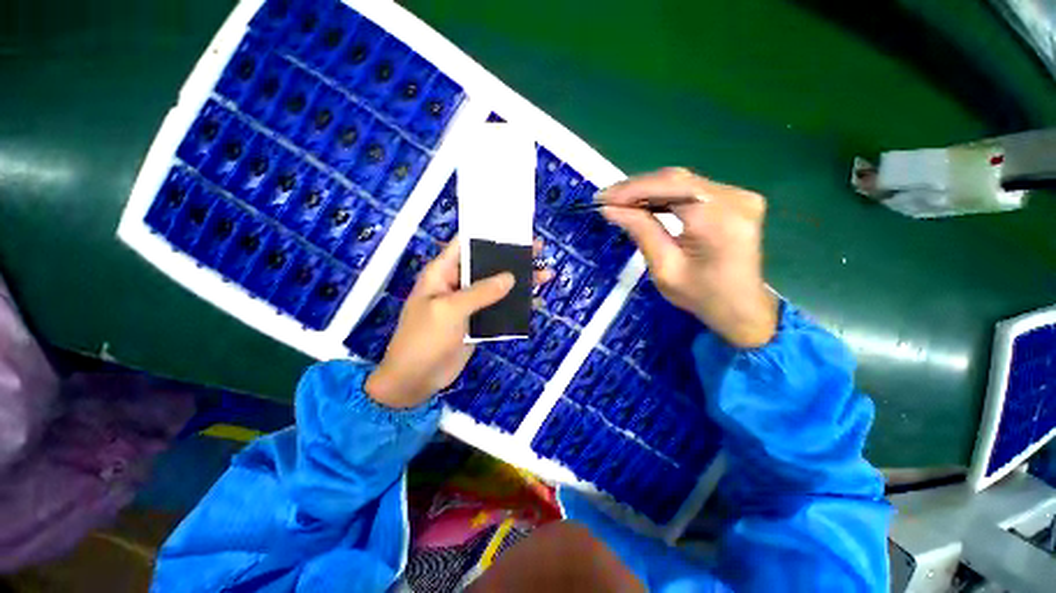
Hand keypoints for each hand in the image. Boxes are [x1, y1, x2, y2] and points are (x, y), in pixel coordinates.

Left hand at [365, 239, 552, 408]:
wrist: (415, 379)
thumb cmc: (425, 338)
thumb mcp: (450, 310)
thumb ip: (481, 292)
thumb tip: (510, 277)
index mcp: (443, 272)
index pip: (466, 245)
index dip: (489, 235)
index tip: (514, 230)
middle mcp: (457, 284)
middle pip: (487, 265)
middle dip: (512, 258)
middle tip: (539, 251)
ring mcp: (469, 304)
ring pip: (497, 287)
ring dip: (520, 282)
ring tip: (546, 275)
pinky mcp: (478, 322)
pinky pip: (499, 308)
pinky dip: (516, 305)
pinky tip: (535, 302)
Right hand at [600, 168, 777, 347]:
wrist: (742, 309)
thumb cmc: (701, 296)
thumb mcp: (664, 268)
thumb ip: (641, 231)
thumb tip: (610, 209)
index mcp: (719, 218)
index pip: (669, 187)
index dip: (632, 189)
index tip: (601, 198)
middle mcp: (735, 198)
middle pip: (676, 180)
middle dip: (636, 188)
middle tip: (606, 199)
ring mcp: (739, 196)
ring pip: (682, 182)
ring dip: (648, 191)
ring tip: (619, 202)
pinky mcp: (736, 200)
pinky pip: (692, 190)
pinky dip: (665, 196)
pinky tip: (644, 204)